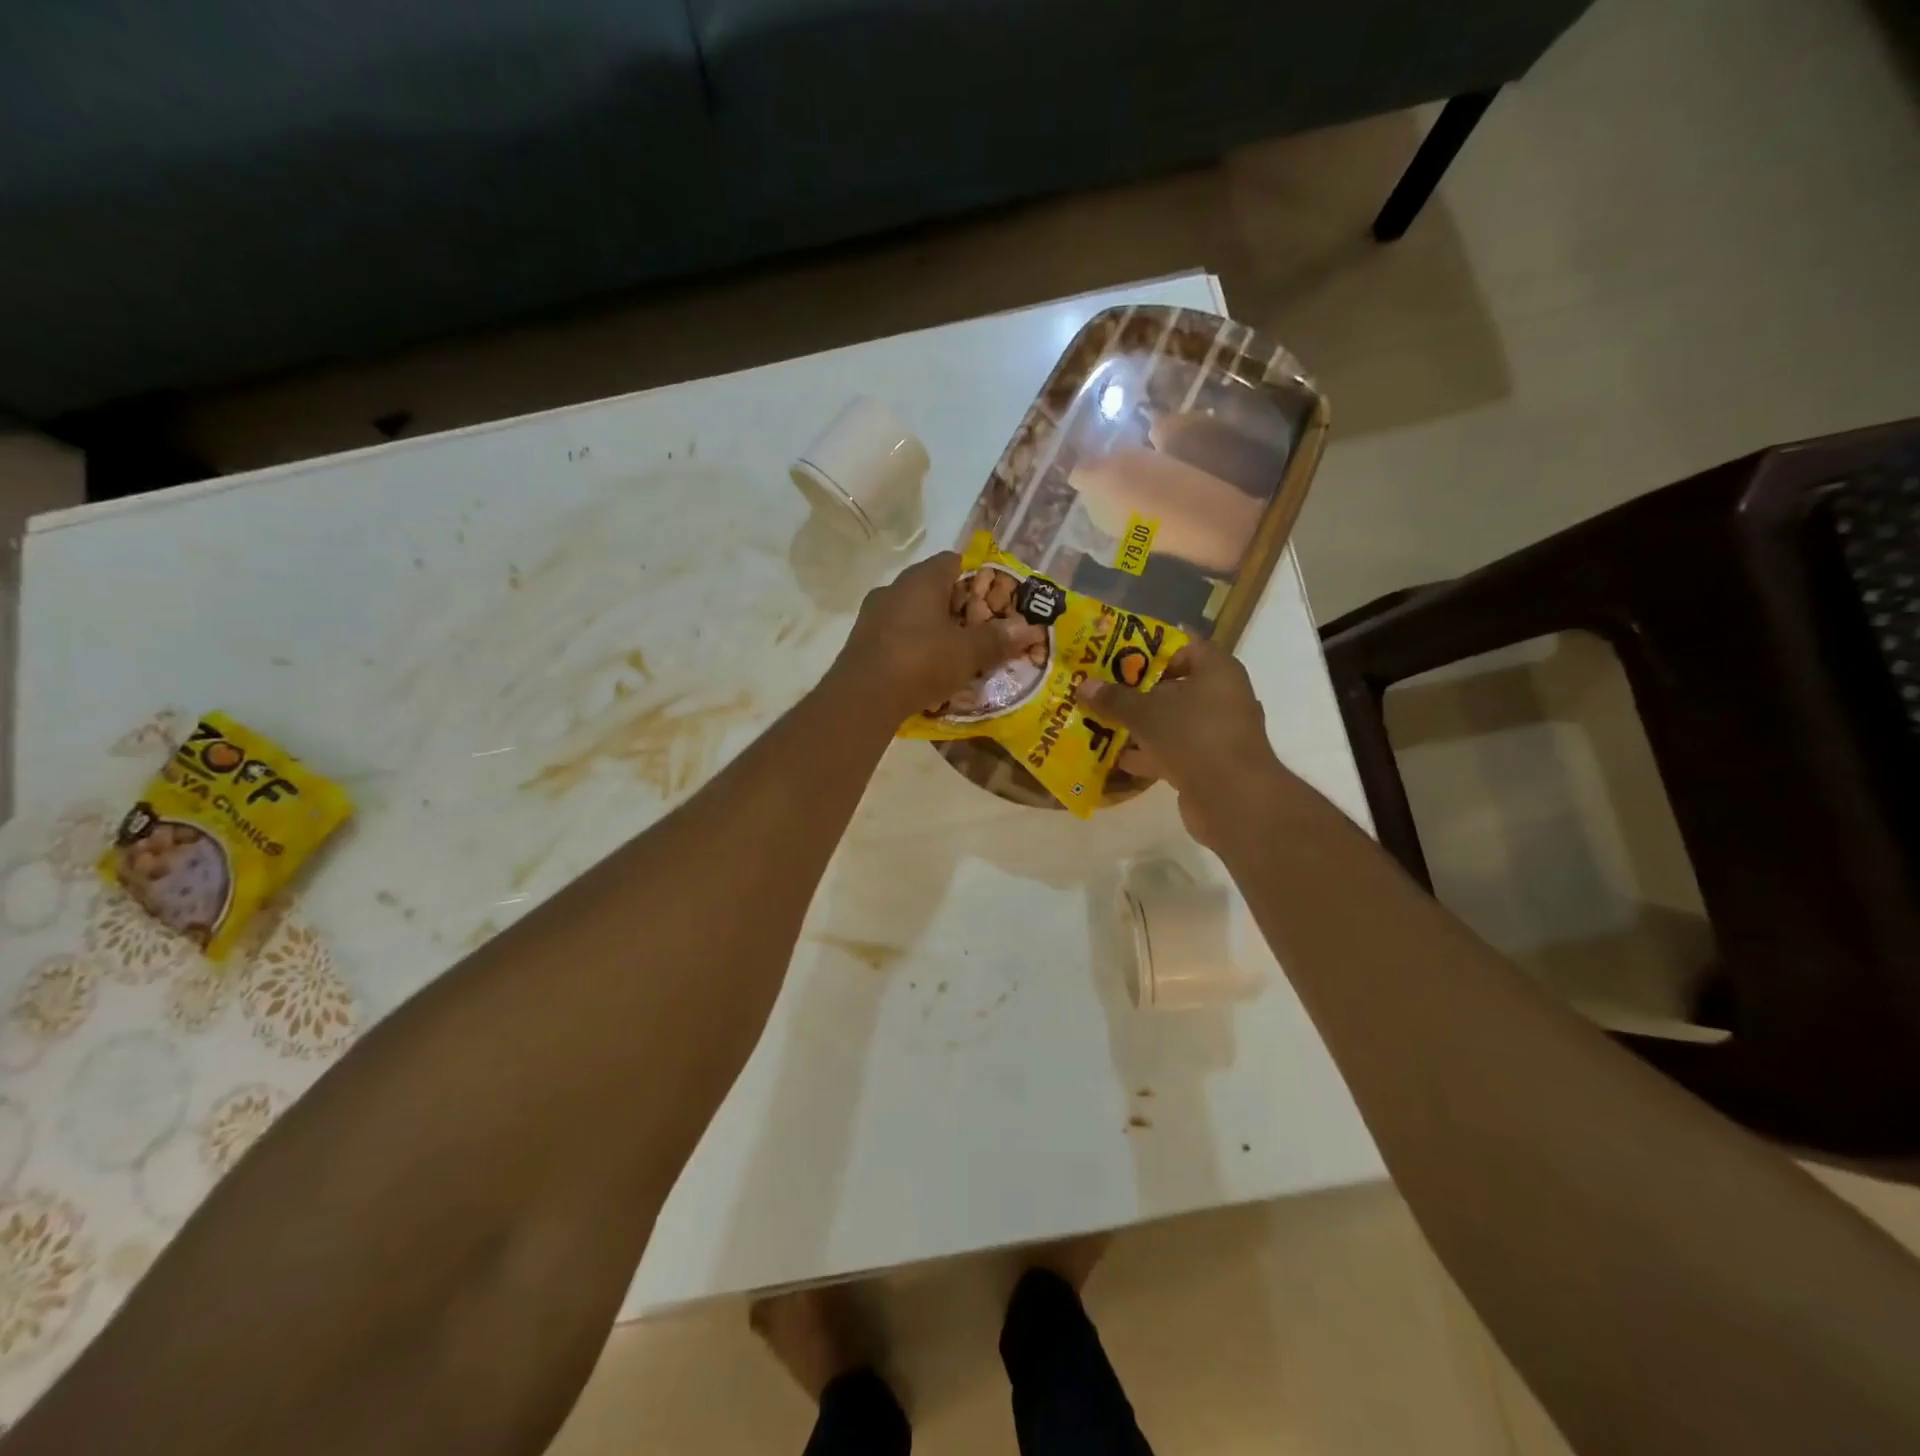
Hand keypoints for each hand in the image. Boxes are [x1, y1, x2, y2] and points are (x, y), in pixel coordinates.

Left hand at [833, 552, 1044, 719]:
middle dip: (957, 608)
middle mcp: (893, 589)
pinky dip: (914, 647)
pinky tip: (926, 670)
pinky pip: (896, 636)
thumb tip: (1028, 628)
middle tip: (980, 630)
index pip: (953, 561)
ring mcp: (873, 615)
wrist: (863, 698)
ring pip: (913, 614)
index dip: (977, 578)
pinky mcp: (862, 643)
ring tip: (955, 653)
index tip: (993, 601)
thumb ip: (997, 639)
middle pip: (933, 589)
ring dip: (933, 629)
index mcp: (921, 579)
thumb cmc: (921, 662)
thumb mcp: (968, 653)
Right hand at [1077, 638, 1284, 847]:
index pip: (1183, 646)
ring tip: (1100, 723)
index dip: (1150, 648)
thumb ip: (1114, 699)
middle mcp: (1222, 697)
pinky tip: (1116, 759)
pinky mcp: (1209, 764)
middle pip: (1173, 686)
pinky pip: (1173, 751)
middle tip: (1101, 689)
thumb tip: (1083, 686)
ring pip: (1171, 721)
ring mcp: (1217, 733)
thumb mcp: (1146, 713)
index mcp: (1216, 671)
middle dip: (1136, 690)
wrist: (1233, 799)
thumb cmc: (1193, 737)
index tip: (1116, 655)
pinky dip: (1148, 754)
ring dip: (1139, 725)